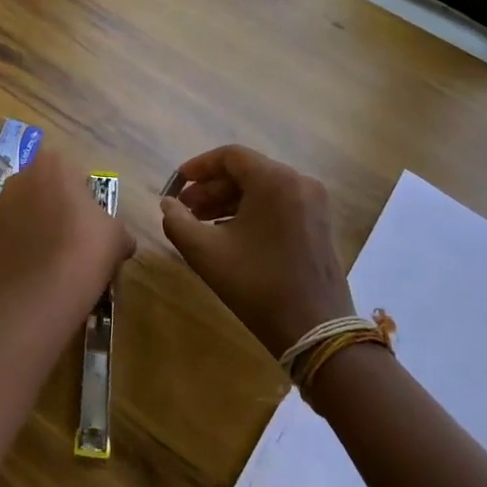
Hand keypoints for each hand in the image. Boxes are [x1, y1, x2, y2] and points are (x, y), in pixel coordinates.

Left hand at [0, 149, 132, 307]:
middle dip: (59, 206)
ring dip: (40, 224)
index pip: (75, 173)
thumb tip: (122, 242)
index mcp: (54, 165)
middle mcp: (21, 177)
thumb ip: (118, 229)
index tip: (93, 221)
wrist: (38, 295)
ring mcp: (0, 205)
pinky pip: (14, 232)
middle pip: (47, 188)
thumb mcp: (117, 237)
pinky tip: (39, 267)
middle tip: (77, 235)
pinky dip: (25, 243)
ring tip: (57, 255)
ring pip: (28, 209)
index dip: (86, 196)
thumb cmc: (84, 251)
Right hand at [160, 145, 353, 357]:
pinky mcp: (319, 223)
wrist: (315, 330)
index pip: (230, 156)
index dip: (198, 167)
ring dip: (228, 200)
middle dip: (211, 188)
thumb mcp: (206, 252)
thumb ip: (177, 221)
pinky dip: (251, 211)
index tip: (176, 184)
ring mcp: (313, 203)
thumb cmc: (257, 285)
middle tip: (184, 209)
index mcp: (274, 180)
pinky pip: (278, 204)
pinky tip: (229, 234)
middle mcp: (298, 182)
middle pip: (247, 171)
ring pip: (262, 188)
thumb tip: (168, 203)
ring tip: (201, 224)